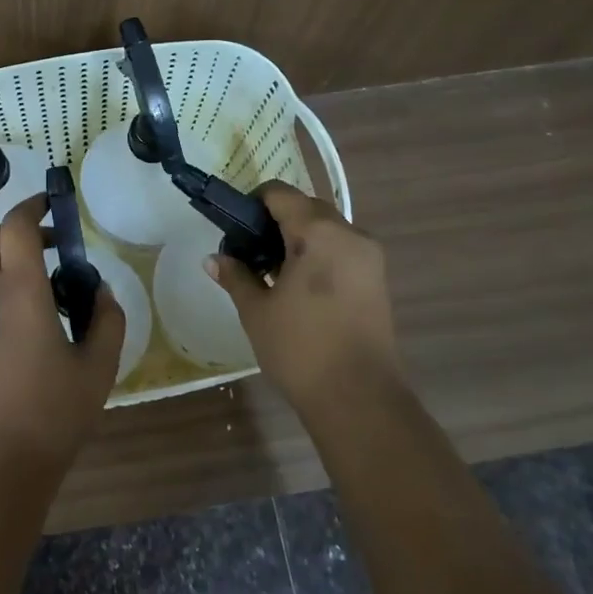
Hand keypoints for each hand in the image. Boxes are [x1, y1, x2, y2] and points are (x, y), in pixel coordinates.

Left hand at [0, 193, 124, 479]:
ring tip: (30, 280)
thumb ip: (108, 319)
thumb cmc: (53, 413)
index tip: (54, 206)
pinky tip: (11, 314)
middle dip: (20, 231)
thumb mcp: (98, 367)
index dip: (34, 206)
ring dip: (0, 255)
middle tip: (52, 249)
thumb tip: (99, 289)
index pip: (18, 225)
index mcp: (20, 290)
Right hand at [207, 181, 397, 409]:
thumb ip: (236, 276)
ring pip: (327, 229)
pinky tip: (299, 287)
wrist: (360, 399)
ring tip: (273, 273)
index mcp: (319, 232)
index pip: (280, 194)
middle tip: (251, 252)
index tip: (235, 228)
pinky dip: (319, 255)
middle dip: (276, 221)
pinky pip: (342, 250)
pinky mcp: (378, 280)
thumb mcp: (257, 311)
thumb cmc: (301, 349)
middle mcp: (350, 234)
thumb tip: (214, 259)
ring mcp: (369, 257)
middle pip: (306, 208)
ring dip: (299, 239)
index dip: (253, 203)